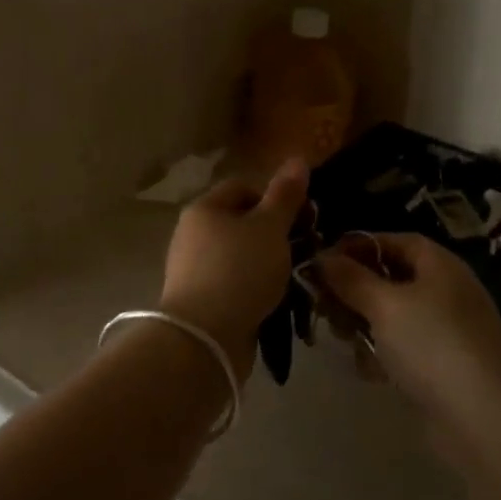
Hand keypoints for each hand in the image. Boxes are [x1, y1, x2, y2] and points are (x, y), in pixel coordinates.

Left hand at [159, 158, 307, 381]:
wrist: (204, 341)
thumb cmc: (239, 271)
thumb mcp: (270, 228)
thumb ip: (285, 195)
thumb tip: (298, 158)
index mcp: (204, 208)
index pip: (244, 187)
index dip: (275, 198)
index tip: (303, 218)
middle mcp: (194, 234)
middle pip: (243, 222)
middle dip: (277, 233)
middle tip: (306, 247)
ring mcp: (195, 270)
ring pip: (242, 255)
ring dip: (270, 263)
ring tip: (296, 276)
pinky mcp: (202, 302)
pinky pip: (236, 284)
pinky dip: (256, 288)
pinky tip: (277, 300)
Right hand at [317, 233, 500, 455]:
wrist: (486, 422)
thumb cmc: (433, 345)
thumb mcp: (385, 305)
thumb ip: (350, 278)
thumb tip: (321, 258)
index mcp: (438, 264)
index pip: (391, 241)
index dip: (355, 247)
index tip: (321, 264)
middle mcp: (444, 290)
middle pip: (389, 278)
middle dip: (354, 290)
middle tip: (322, 306)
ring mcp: (446, 330)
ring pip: (392, 315)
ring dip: (363, 323)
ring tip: (341, 338)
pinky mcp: (442, 367)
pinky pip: (402, 347)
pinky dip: (382, 353)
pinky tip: (368, 370)